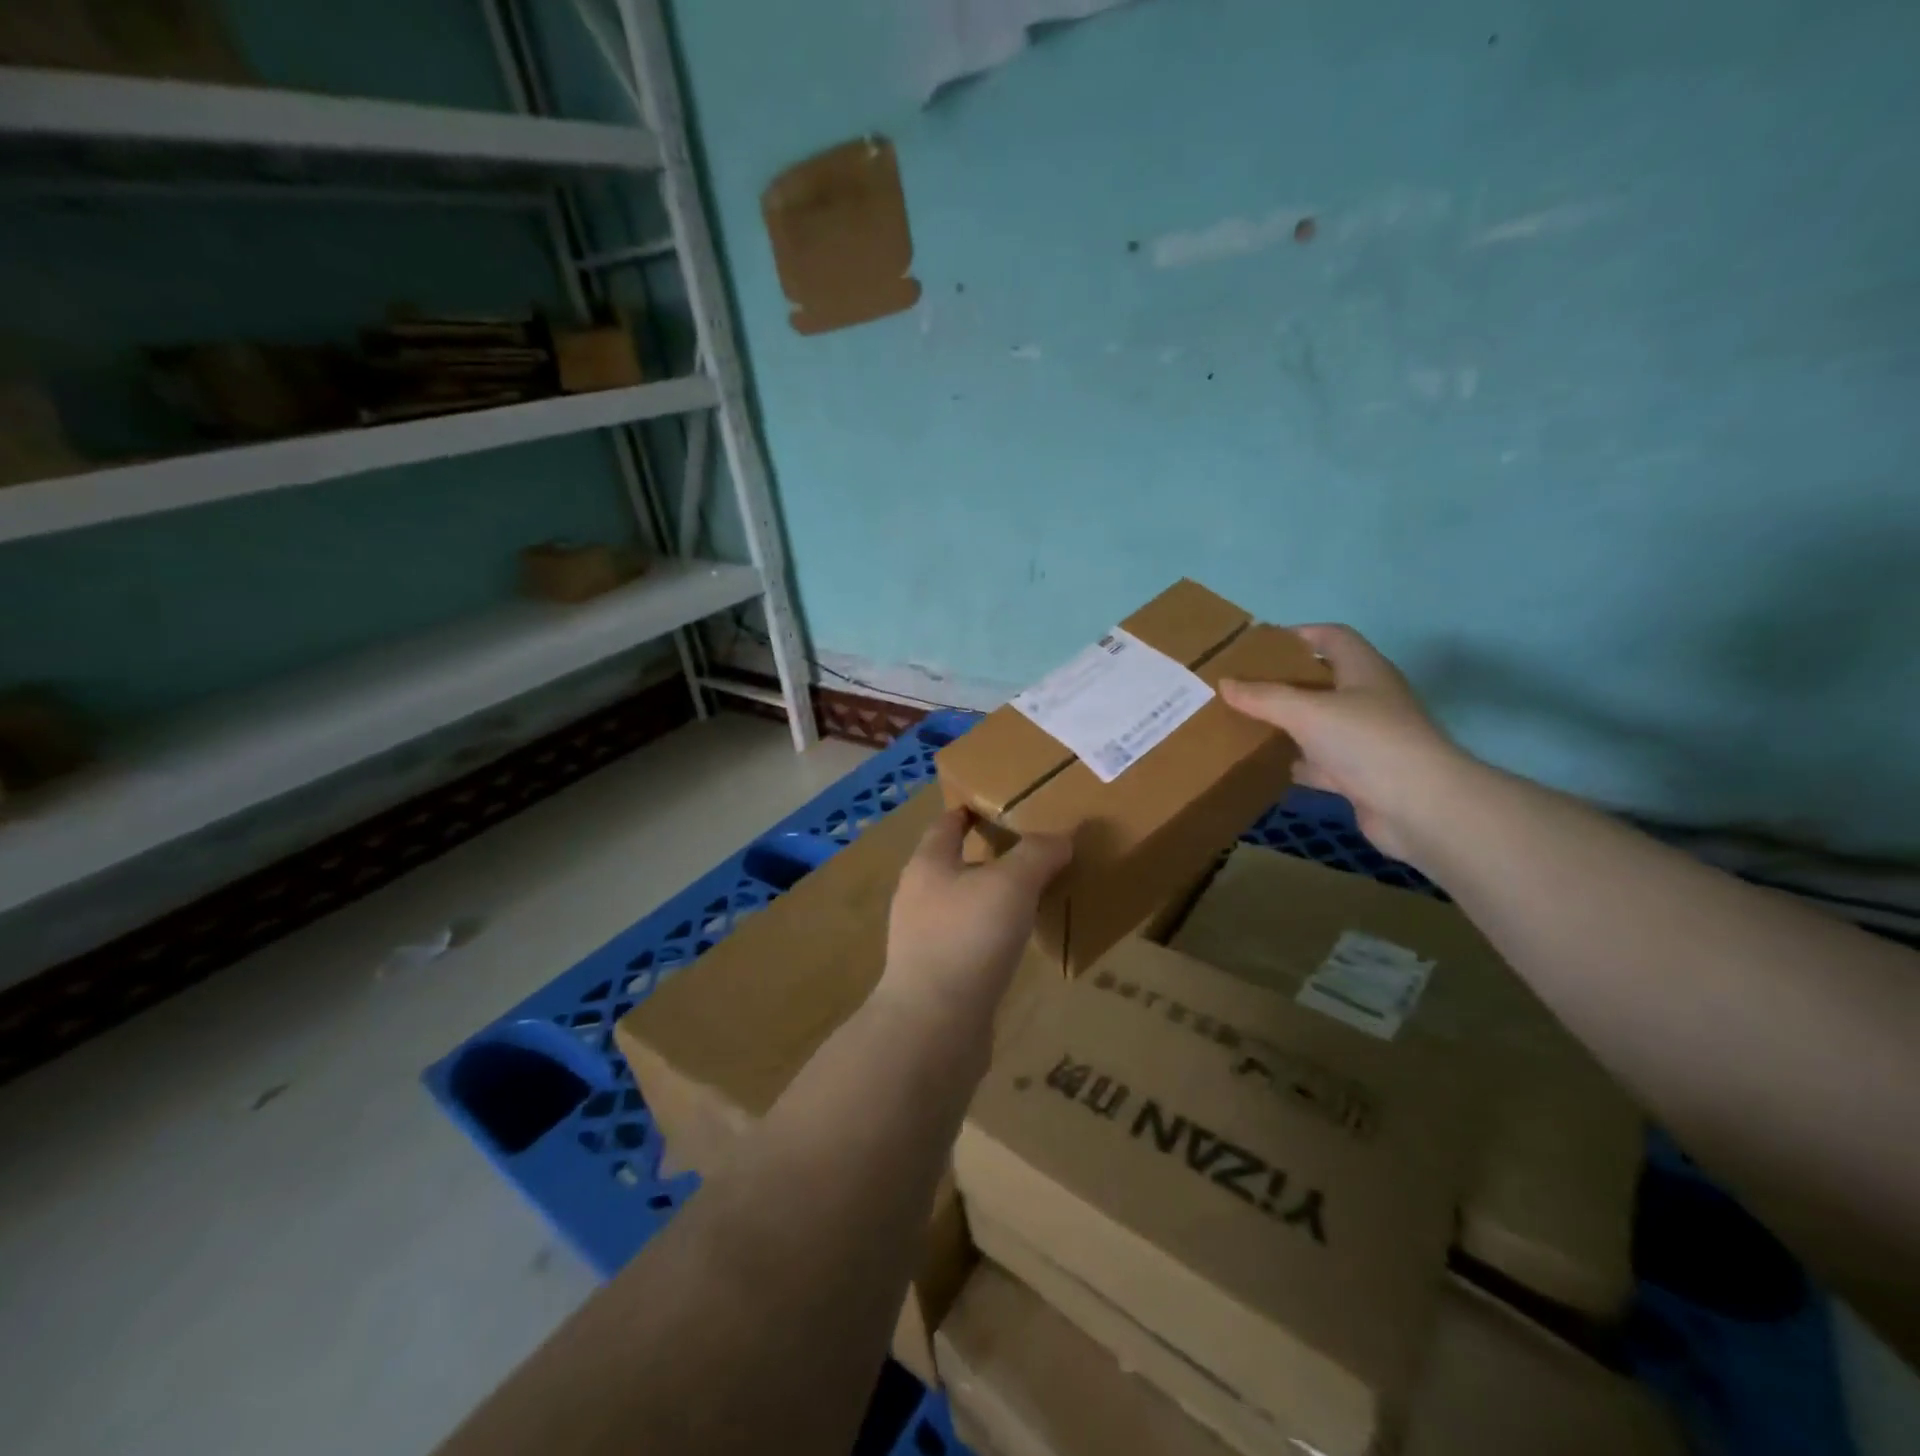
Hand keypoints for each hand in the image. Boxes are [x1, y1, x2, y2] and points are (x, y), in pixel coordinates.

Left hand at [880, 808, 1071, 1023]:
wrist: (934, 1027)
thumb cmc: (967, 938)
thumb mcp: (1011, 884)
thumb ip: (1037, 855)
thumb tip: (1062, 838)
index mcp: (928, 864)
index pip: (946, 823)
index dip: (970, 810)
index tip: (1000, 804)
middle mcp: (918, 896)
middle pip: (954, 863)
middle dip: (989, 855)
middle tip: (1032, 850)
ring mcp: (923, 938)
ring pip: (963, 904)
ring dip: (992, 897)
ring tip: (1032, 896)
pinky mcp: (936, 975)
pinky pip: (968, 941)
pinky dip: (992, 934)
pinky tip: (1017, 943)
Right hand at [1221, 624, 1470, 865]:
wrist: (1420, 807)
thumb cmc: (1367, 742)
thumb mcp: (1306, 712)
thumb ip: (1264, 697)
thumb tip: (1225, 683)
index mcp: (1364, 671)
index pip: (1332, 637)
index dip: (1299, 635)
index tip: (1260, 646)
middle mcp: (1368, 700)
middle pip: (1323, 681)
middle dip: (1285, 682)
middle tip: (1244, 686)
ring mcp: (1367, 740)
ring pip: (1320, 724)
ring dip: (1289, 725)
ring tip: (1247, 723)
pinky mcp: (1362, 776)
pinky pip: (1322, 763)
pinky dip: (1299, 764)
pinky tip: (1270, 767)